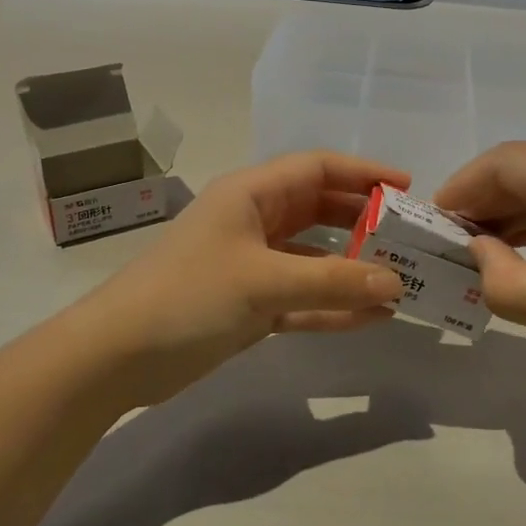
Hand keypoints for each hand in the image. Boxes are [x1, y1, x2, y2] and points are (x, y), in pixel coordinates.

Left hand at [71, 151, 407, 408]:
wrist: (115, 357)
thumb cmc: (188, 296)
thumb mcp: (263, 282)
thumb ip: (332, 281)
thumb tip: (396, 283)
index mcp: (251, 194)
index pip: (317, 168)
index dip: (363, 173)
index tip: (406, 189)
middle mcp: (254, 221)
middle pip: (320, 210)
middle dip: (365, 222)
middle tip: (410, 239)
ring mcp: (252, 265)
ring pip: (315, 257)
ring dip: (353, 268)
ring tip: (401, 280)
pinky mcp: (249, 304)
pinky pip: (302, 298)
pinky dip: (333, 305)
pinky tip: (372, 317)